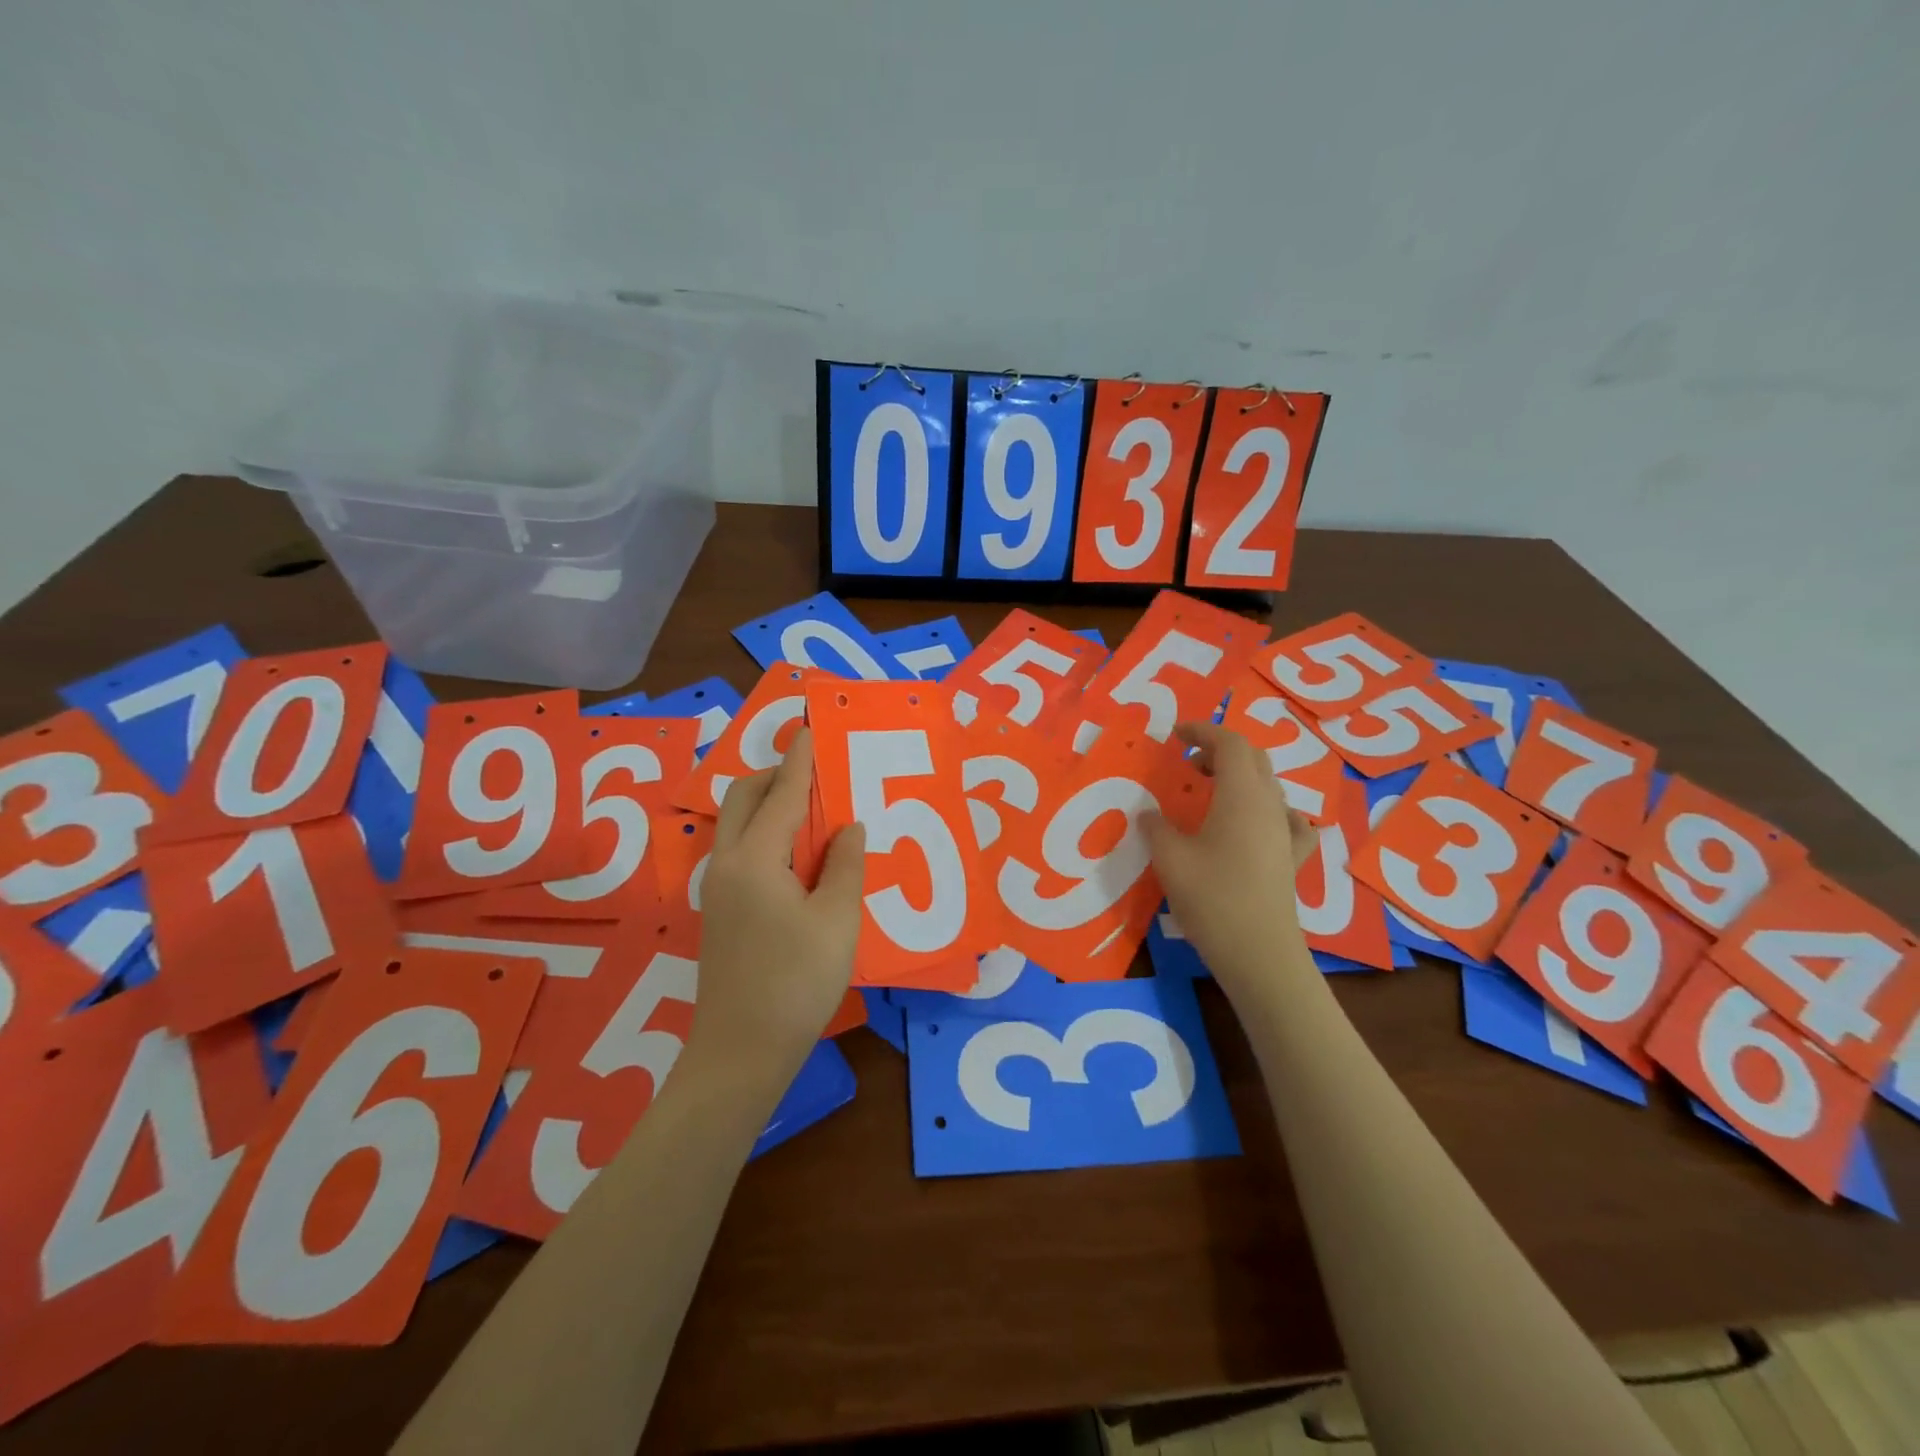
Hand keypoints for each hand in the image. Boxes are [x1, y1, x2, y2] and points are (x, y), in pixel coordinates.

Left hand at [687, 728, 865, 1082]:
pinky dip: (767, 833)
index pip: (781, 794)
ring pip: (738, 824)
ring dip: (769, 803)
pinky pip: (741, 850)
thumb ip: (844, 865)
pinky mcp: (721, 910)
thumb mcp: (837, 920)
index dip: (800, 760)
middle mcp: (727, 864)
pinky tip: (800, 853)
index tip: (813, 728)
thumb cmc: (796, 982)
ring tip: (813, 808)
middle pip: (744, 798)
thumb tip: (848, 827)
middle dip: (775, 775)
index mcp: (754, 859)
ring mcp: (717, 888)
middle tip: (816, 772)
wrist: (741, 1052)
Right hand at [1142, 721, 1319, 998]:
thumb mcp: (1170, 858)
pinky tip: (1257, 822)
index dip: (1202, 730)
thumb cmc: (1212, 897)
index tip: (1175, 734)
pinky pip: (1287, 818)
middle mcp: (1270, 805)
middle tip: (1188, 761)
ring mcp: (1285, 832)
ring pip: (1268, 785)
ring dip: (1239, 776)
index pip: (1230, 743)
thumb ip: (1156, 827)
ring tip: (1209, 790)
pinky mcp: (1292, 858)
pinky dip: (1267, 808)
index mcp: (1241, 795)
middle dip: (1220, 749)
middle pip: (1253, 758)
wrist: (1259, 952)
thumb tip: (1148, 814)